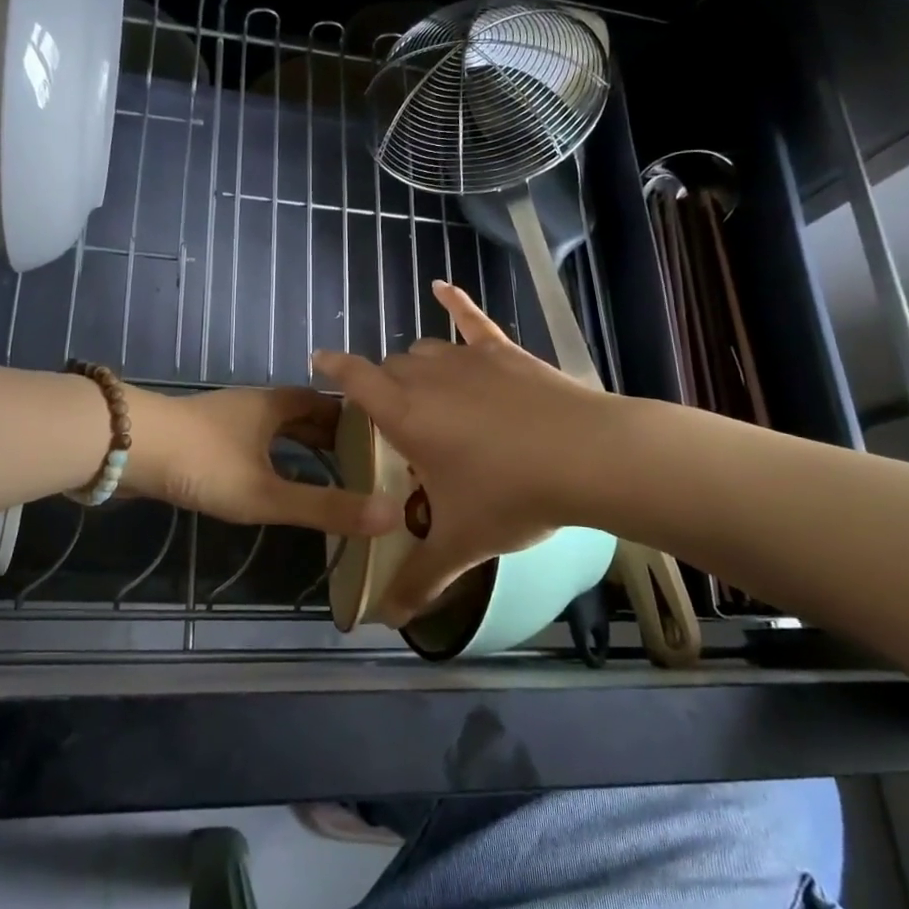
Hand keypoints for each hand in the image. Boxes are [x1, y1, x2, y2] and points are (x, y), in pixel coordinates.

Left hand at [122, 384, 401, 536]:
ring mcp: (224, 419)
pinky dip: (270, 456)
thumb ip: (325, 506)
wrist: (126, 447)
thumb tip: (390, 515)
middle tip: (360, 464)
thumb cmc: (204, 462)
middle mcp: (254, 405)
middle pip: (301, 414)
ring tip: (323, 474)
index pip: (327, 405)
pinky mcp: (200, 436)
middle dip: (329, 436)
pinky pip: (250, 442)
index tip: (380, 443)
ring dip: (298, 445)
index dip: (354, 421)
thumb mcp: (267, 492)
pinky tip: (268, 478)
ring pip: (273, 428)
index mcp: (276, 406)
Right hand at [313, 280, 615, 622]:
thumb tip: (388, 621)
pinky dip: (456, 302)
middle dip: (384, 385)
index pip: (355, 379)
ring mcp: (469, 359)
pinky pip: (473, 319)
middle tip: (393, 419)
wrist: (588, 457)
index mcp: (405, 414)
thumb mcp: (462, 542)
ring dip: (416, 364)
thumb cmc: (512, 496)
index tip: (319, 358)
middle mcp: (428, 377)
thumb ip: (420, 578)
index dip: (334, 367)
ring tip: (423, 388)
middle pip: (391, 367)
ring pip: (426, 349)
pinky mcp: (505, 352)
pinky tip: (442, 287)